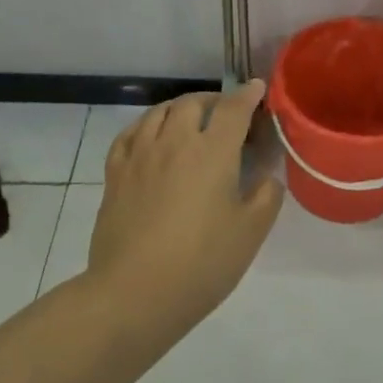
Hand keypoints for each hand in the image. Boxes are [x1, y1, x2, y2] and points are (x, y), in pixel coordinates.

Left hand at [88, 82, 284, 337]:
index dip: (248, 94)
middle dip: (214, 100)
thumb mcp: (251, 233)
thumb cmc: (201, 263)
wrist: (133, 294)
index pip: (234, 108)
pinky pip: (129, 134)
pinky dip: (146, 125)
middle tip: (226, 113)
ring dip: (180, 108)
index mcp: (213, 152)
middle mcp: (175, 142)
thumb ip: (266, 196)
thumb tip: (266, 177)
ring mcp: (140, 156)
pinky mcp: (115, 175)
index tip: (258, 88)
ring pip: (159, 113)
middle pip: (193, 103)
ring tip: (190, 119)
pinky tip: (151, 137)